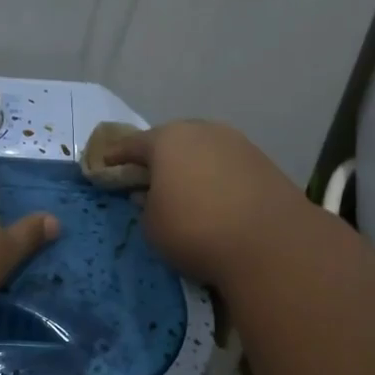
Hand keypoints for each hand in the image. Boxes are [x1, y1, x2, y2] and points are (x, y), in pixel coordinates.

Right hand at [100, 121, 307, 288]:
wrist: (270, 243)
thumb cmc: (195, 230)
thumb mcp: (152, 224)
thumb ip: (145, 205)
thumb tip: (151, 194)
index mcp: (167, 140)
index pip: (132, 144)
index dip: (116, 156)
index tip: (105, 164)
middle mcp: (203, 131)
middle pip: (172, 140)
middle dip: (158, 156)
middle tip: (147, 175)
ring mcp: (237, 143)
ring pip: (203, 150)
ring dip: (191, 165)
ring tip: (183, 187)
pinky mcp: (264, 163)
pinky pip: (227, 165)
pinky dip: (215, 176)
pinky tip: (213, 196)